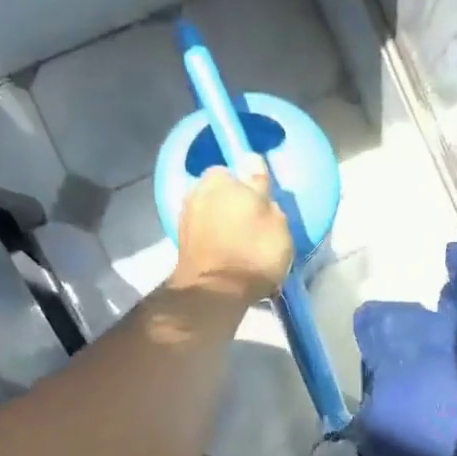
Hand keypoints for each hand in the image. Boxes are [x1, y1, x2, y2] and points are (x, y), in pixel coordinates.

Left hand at [168, 165, 295, 303]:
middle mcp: (196, 191)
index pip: (238, 173)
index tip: (262, 208)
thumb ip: (262, 189)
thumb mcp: (275, 220)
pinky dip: (214, 242)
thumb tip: (252, 162)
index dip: (251, 189)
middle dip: (233, 206)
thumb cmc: (253, 252)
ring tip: (241, 248)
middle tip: (253, 229)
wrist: (216, 293)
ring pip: (212, 215)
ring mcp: (185, 218)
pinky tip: (227, 258)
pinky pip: (204, 236)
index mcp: (220, 178)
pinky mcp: (181, 244)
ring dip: (223, 226)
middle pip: (221, 194)